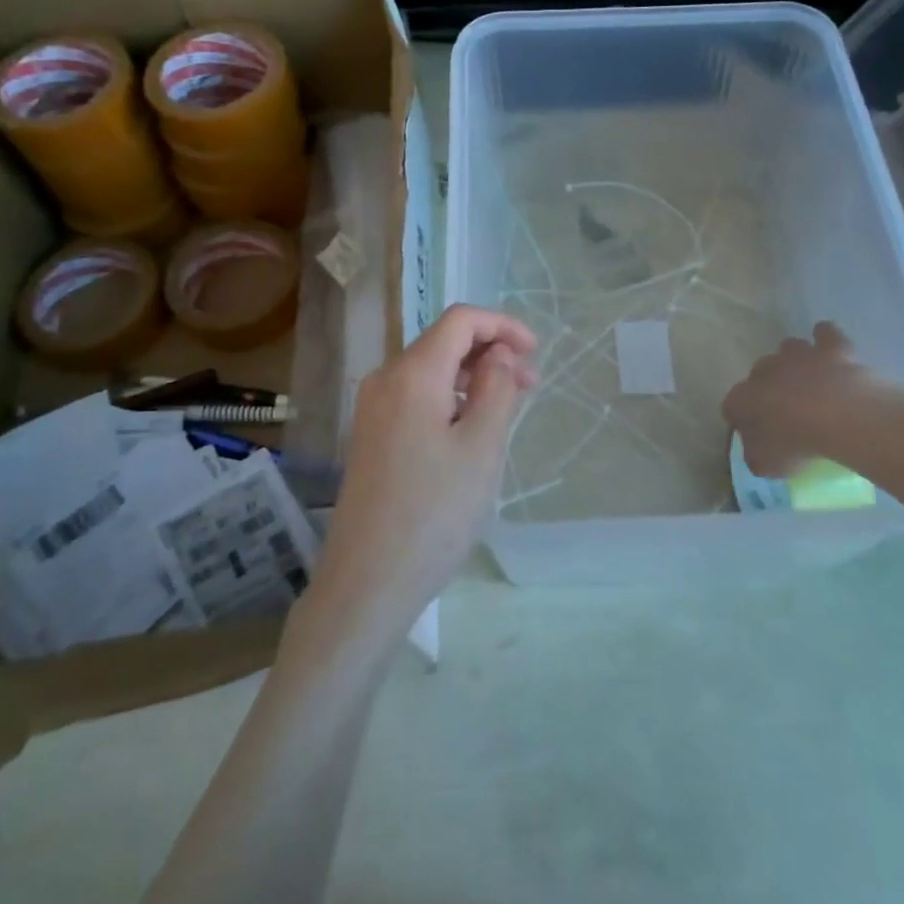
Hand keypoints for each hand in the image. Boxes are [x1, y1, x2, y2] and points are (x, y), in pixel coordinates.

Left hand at [302, 305, 537, 644]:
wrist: (367, 582)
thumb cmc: (434, 512)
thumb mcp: (481, 447)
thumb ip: (495, 388)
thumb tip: (497, 353)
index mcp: (412, 374)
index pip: (460, 321)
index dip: (502, 326)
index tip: (535, 353)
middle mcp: (385, 380)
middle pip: (443, 342)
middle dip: (490, 352)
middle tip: (529, 386)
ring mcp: (373, 409)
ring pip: (431, 371)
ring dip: (472, 377)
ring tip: (507, 408)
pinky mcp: (372, 436)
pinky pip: (417, 398)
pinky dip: (450, 399)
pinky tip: (471, 430)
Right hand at [722, 322, 887, 477]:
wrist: (840, 416)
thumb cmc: (797, 443)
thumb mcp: (769, 465)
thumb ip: (757, 457)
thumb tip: (757, 454)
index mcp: (743, 398)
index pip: (732, 406)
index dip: (742, 419)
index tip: (755, 434)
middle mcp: (765, 370)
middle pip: (758, 373)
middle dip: (767, 387)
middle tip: (785, 410)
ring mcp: (798, 355)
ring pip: (788, 348)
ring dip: (794, 361)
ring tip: (808, 380)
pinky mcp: (830, 348)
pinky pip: (825, 334)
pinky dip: (825, 338)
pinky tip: (829, 347)